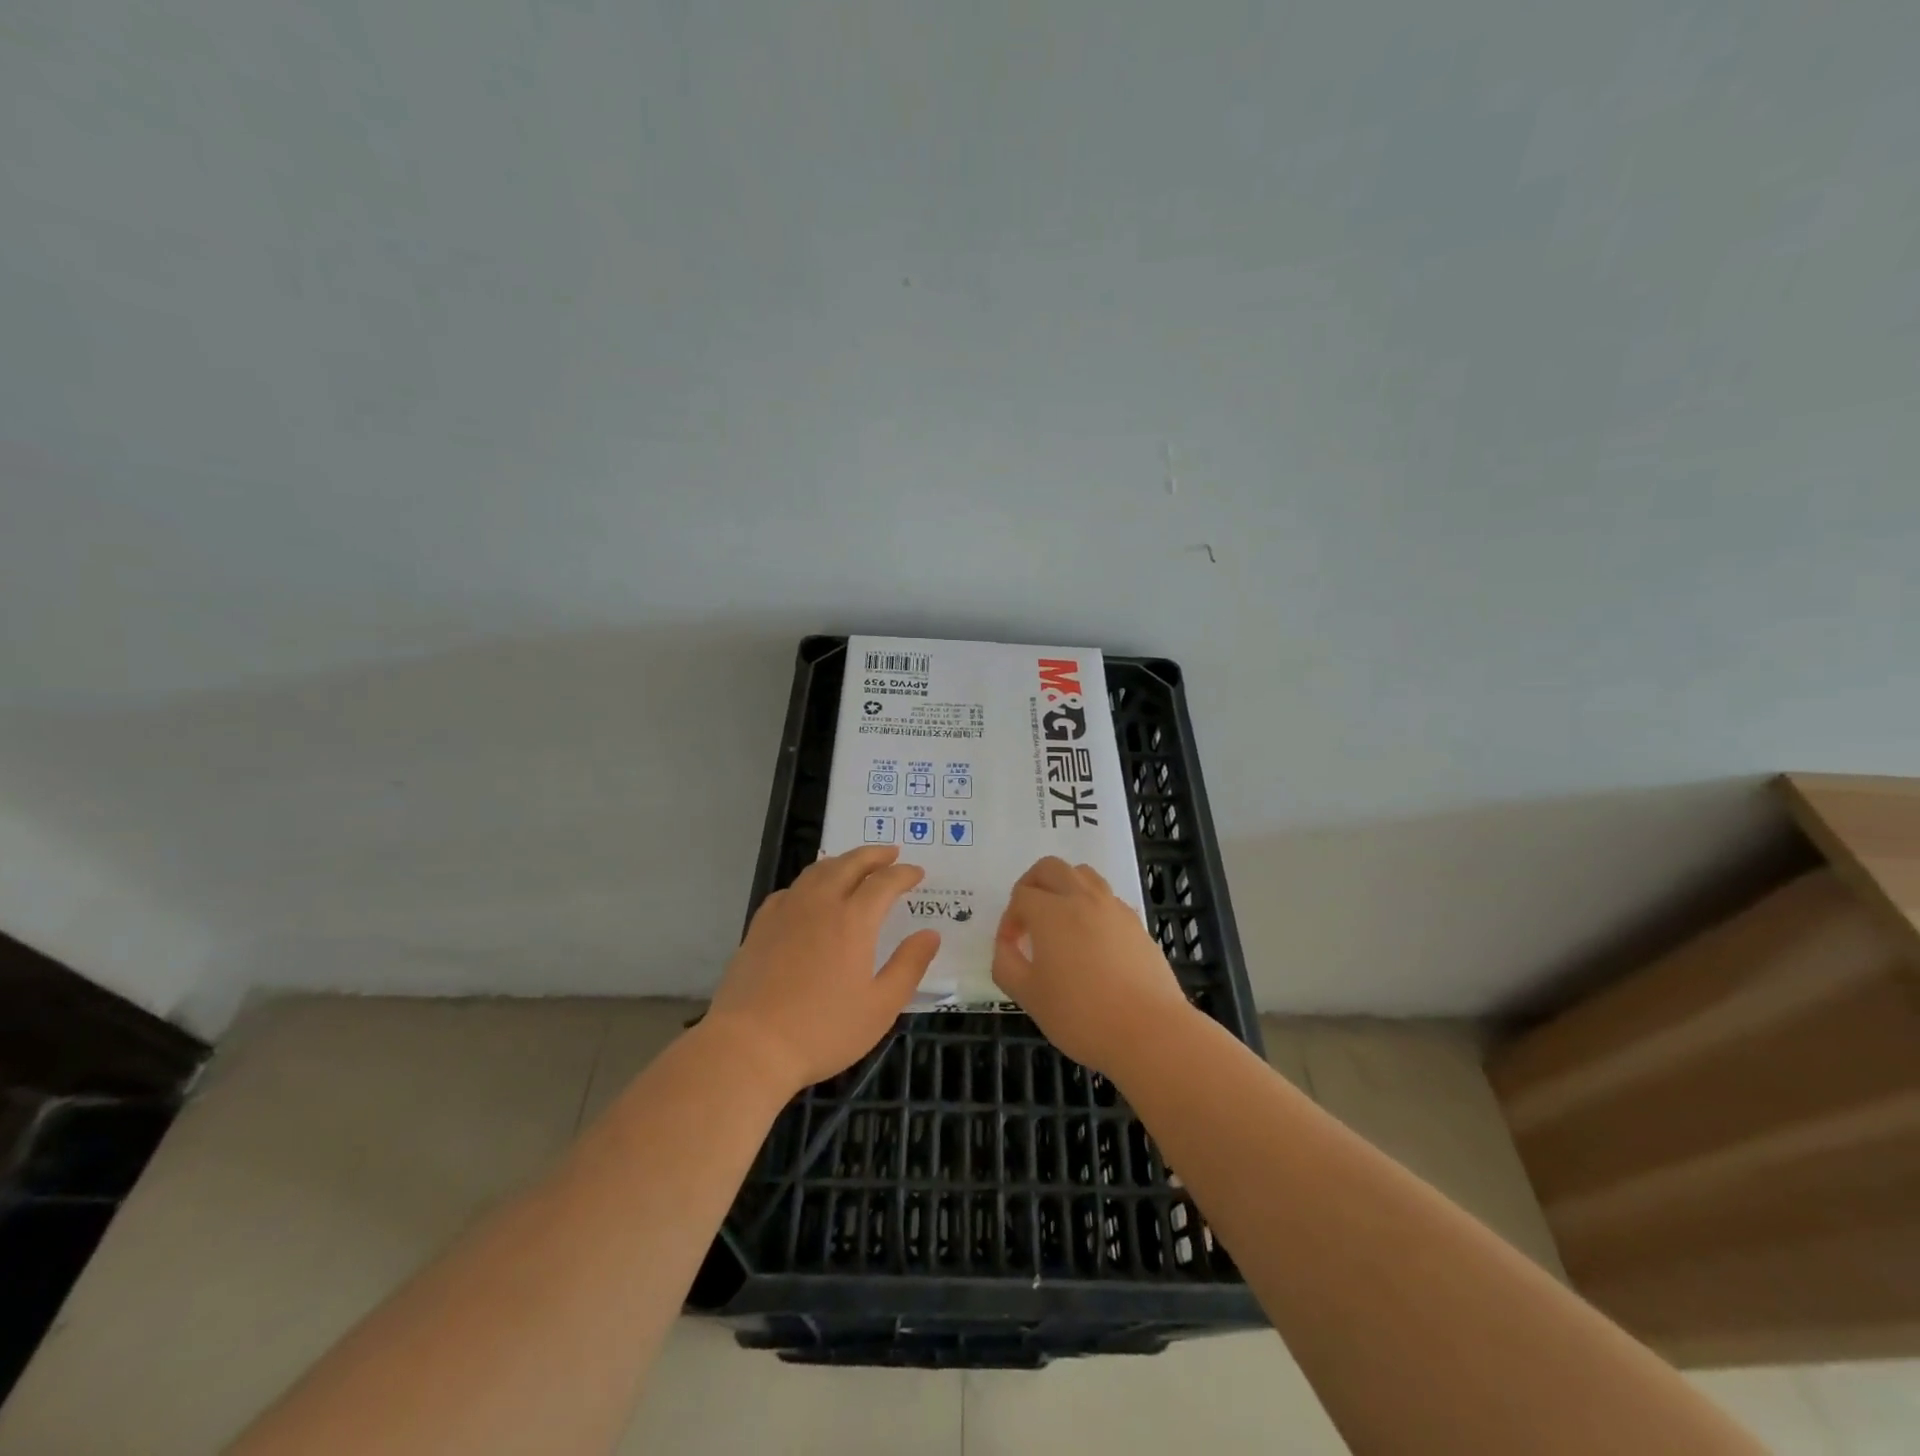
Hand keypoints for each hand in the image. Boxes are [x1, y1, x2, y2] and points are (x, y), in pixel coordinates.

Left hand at [707, 845, 940, 1094]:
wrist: (750, 1046)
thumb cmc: (823, 1030)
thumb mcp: (880, 1007)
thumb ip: (909, 966)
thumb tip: (930, 934)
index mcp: (853, 920)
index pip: (884, 882)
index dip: (904, 874)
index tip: (917, 873)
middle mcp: (820, 904)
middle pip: (849, 864)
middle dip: (874, 855)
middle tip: (891, 853)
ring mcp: (786, 911)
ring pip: (817, 870)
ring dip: (842, 861)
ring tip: (855, 864)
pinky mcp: (760, 925)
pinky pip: (791, 889)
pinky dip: (810, 881)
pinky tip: (810, 894)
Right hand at [991, 856, 1191, 1075]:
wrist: (1149, 1032)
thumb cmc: (1081, 1015)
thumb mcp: (1028, 996)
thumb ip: (1006, 964)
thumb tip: (1007, 946)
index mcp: (1051, 912)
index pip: (1021, 896)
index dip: (1009, 920)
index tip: (1011, 948)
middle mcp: (1082, 898)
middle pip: (1050, 868)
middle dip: (1032, 885)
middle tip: (1027, 917)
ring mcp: (1113, 908)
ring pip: (1083, 875)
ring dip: (1064, 887)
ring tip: (1060, 921)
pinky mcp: (1136, 923)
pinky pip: (1107, 898)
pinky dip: (1091, 905)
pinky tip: (1091, 940)